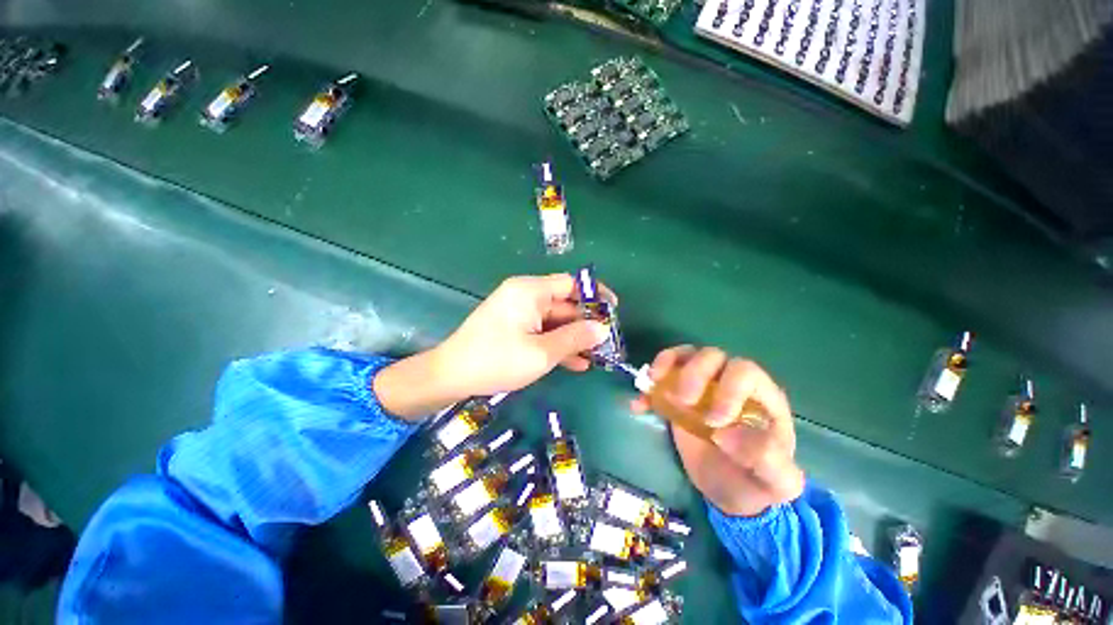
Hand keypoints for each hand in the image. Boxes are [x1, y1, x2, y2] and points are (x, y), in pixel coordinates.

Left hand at [374, 274, 611, 418]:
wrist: (451, 376)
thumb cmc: (497, 360)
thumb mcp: (541, 352)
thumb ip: (574, 338)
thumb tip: (602, 329)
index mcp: (531, 291)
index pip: (571, 283)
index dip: (595, 295)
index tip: (613, 310)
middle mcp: (526, 296)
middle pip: (565, 304)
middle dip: (587, 323)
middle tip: (608, 342)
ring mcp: (519, 312)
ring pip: (556, 321)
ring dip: (575, 337)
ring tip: (598, 356)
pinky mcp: (515, 328)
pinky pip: (543, 331)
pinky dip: (558, 344)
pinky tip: (577, 363)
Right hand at [633, 346, 805, 516]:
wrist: (731, 490)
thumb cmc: (758, 482)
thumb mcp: (777, 482)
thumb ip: (769, 460)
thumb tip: (727, 433)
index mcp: (761, 397)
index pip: (745, 372)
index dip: (727, 388)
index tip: (714, 421)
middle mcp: (730, 383)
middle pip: (712, 356)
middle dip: (694, 373)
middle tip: (683, 400)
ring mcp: (702, 386)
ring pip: (686, 356)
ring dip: (667, 363)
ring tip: (654, 381)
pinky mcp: (679, 395)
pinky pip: (663, 376)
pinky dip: (648, 386)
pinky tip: (639, 404)